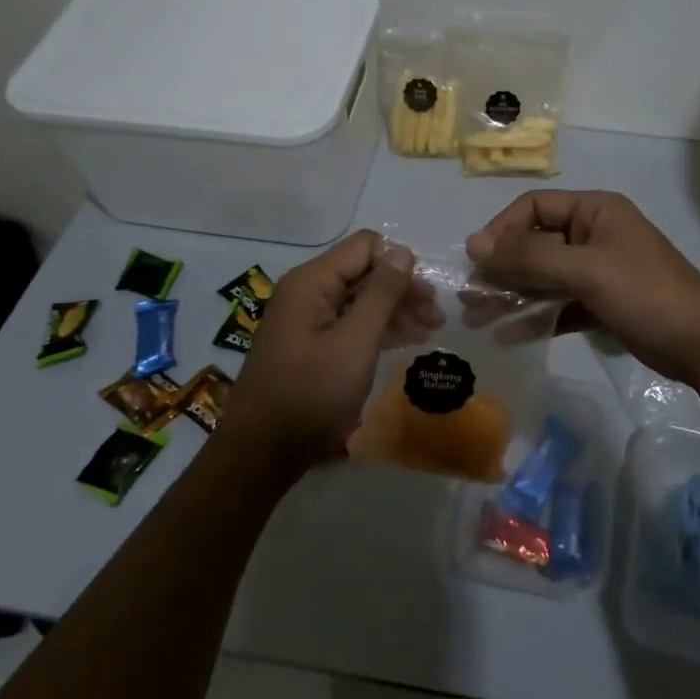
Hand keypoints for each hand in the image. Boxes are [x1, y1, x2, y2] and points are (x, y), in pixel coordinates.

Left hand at [219, 231, 414, 474]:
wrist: (262, 451)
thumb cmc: (312, 393)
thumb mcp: (356, 342)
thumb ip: (382, 293)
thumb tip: (404, 251)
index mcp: (312, 281)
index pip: (366, 246)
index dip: (399, 263)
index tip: (426, 294)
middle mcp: (307, 291)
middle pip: (365, 272)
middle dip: (403, 289)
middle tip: (437, 316)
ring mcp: (307, 318)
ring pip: (361, 299)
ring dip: (396, 310)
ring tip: (431, 329)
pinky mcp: (311, 343)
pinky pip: (350, 322)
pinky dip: (379, 328)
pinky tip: (407, 340)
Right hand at [466, 191, 699, 385]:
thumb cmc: (645, 294)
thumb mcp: (585, 270)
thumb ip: (529, 257)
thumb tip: (474, 245)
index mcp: (594, 211)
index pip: (534, 207)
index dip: (502, 230)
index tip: (478, 261)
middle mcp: (594, 234)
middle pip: (535, 244)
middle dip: (502, 269)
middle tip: (469, 297)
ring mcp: (598, 270)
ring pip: (544, 277)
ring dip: (513, 294)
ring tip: (477, 318)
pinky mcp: (602, 302)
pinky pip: (559, 303)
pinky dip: (536, 316)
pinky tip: (508, 334)